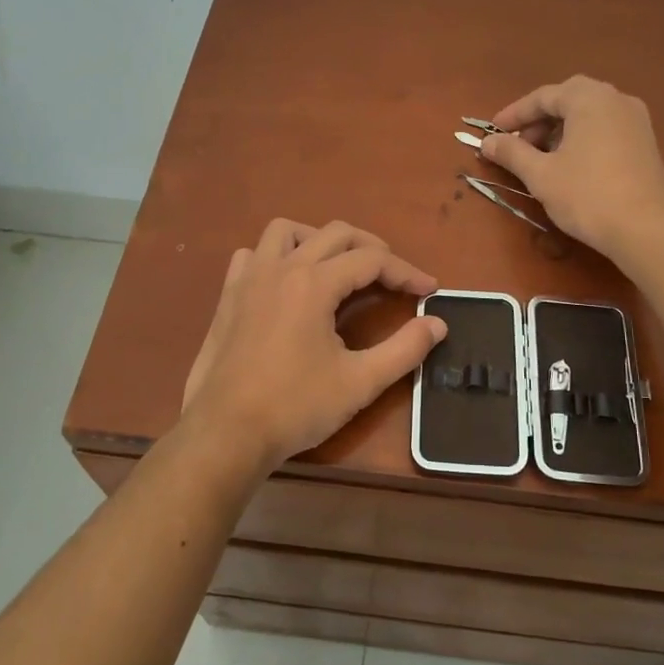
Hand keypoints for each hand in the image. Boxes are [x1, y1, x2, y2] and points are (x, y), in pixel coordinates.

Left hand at [181, 219, 447, 472]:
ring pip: (287, 231)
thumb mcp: (360, 381)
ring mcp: (248, 279)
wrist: (225, 433)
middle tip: (394, 277)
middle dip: (372, 248)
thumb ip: (405, 349)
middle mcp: (281, 268)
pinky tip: (286, 283)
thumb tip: (438, 324)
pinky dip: (276, 256)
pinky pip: (252, 255)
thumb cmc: (295, 407)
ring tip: (338, 268)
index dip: (406, 271)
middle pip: (335, 234)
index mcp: (314, 283)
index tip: (429, 290)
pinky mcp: (228, 296)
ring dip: (319, 240)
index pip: (372, 260)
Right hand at [482, 76, 663, 260]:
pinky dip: (582, 138)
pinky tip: (570, 165)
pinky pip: (605, 128)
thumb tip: (487, 142)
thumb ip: (511, 152)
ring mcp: (636, 119)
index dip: (514, 115)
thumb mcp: (540, 174)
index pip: (543, 97)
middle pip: (568, 100)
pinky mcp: (646, 142)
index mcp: (589, 98)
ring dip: (560, 130)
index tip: (492, 133)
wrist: (645, 229)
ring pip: (588, 114)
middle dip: (538, 120)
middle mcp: (616, 99)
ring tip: (540, 158)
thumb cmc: (586, 195)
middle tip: (518, 145)